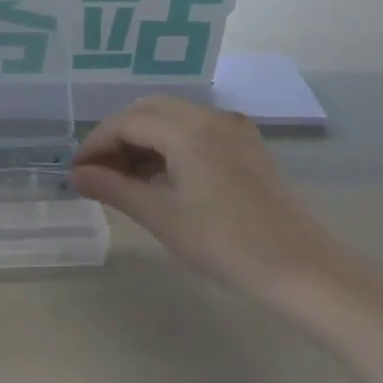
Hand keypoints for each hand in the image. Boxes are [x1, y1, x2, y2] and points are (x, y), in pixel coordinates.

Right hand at [71, 96, 341, 300]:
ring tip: (121, 178)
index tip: (75, 172)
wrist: (306, 272)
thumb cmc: (228, 245)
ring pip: (172, 119)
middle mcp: (210, 117)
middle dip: (117, 136)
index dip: (96, 144)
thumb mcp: (162, 217)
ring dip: (142, 140)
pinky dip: (168, 146)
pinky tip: (158, 177)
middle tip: (96, 171)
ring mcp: (233, 130)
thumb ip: (114, 189)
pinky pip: (195, 132)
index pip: (127, 122)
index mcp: (188, 129)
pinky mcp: (246, 148)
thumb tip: (77, 175)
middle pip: (148, 111)